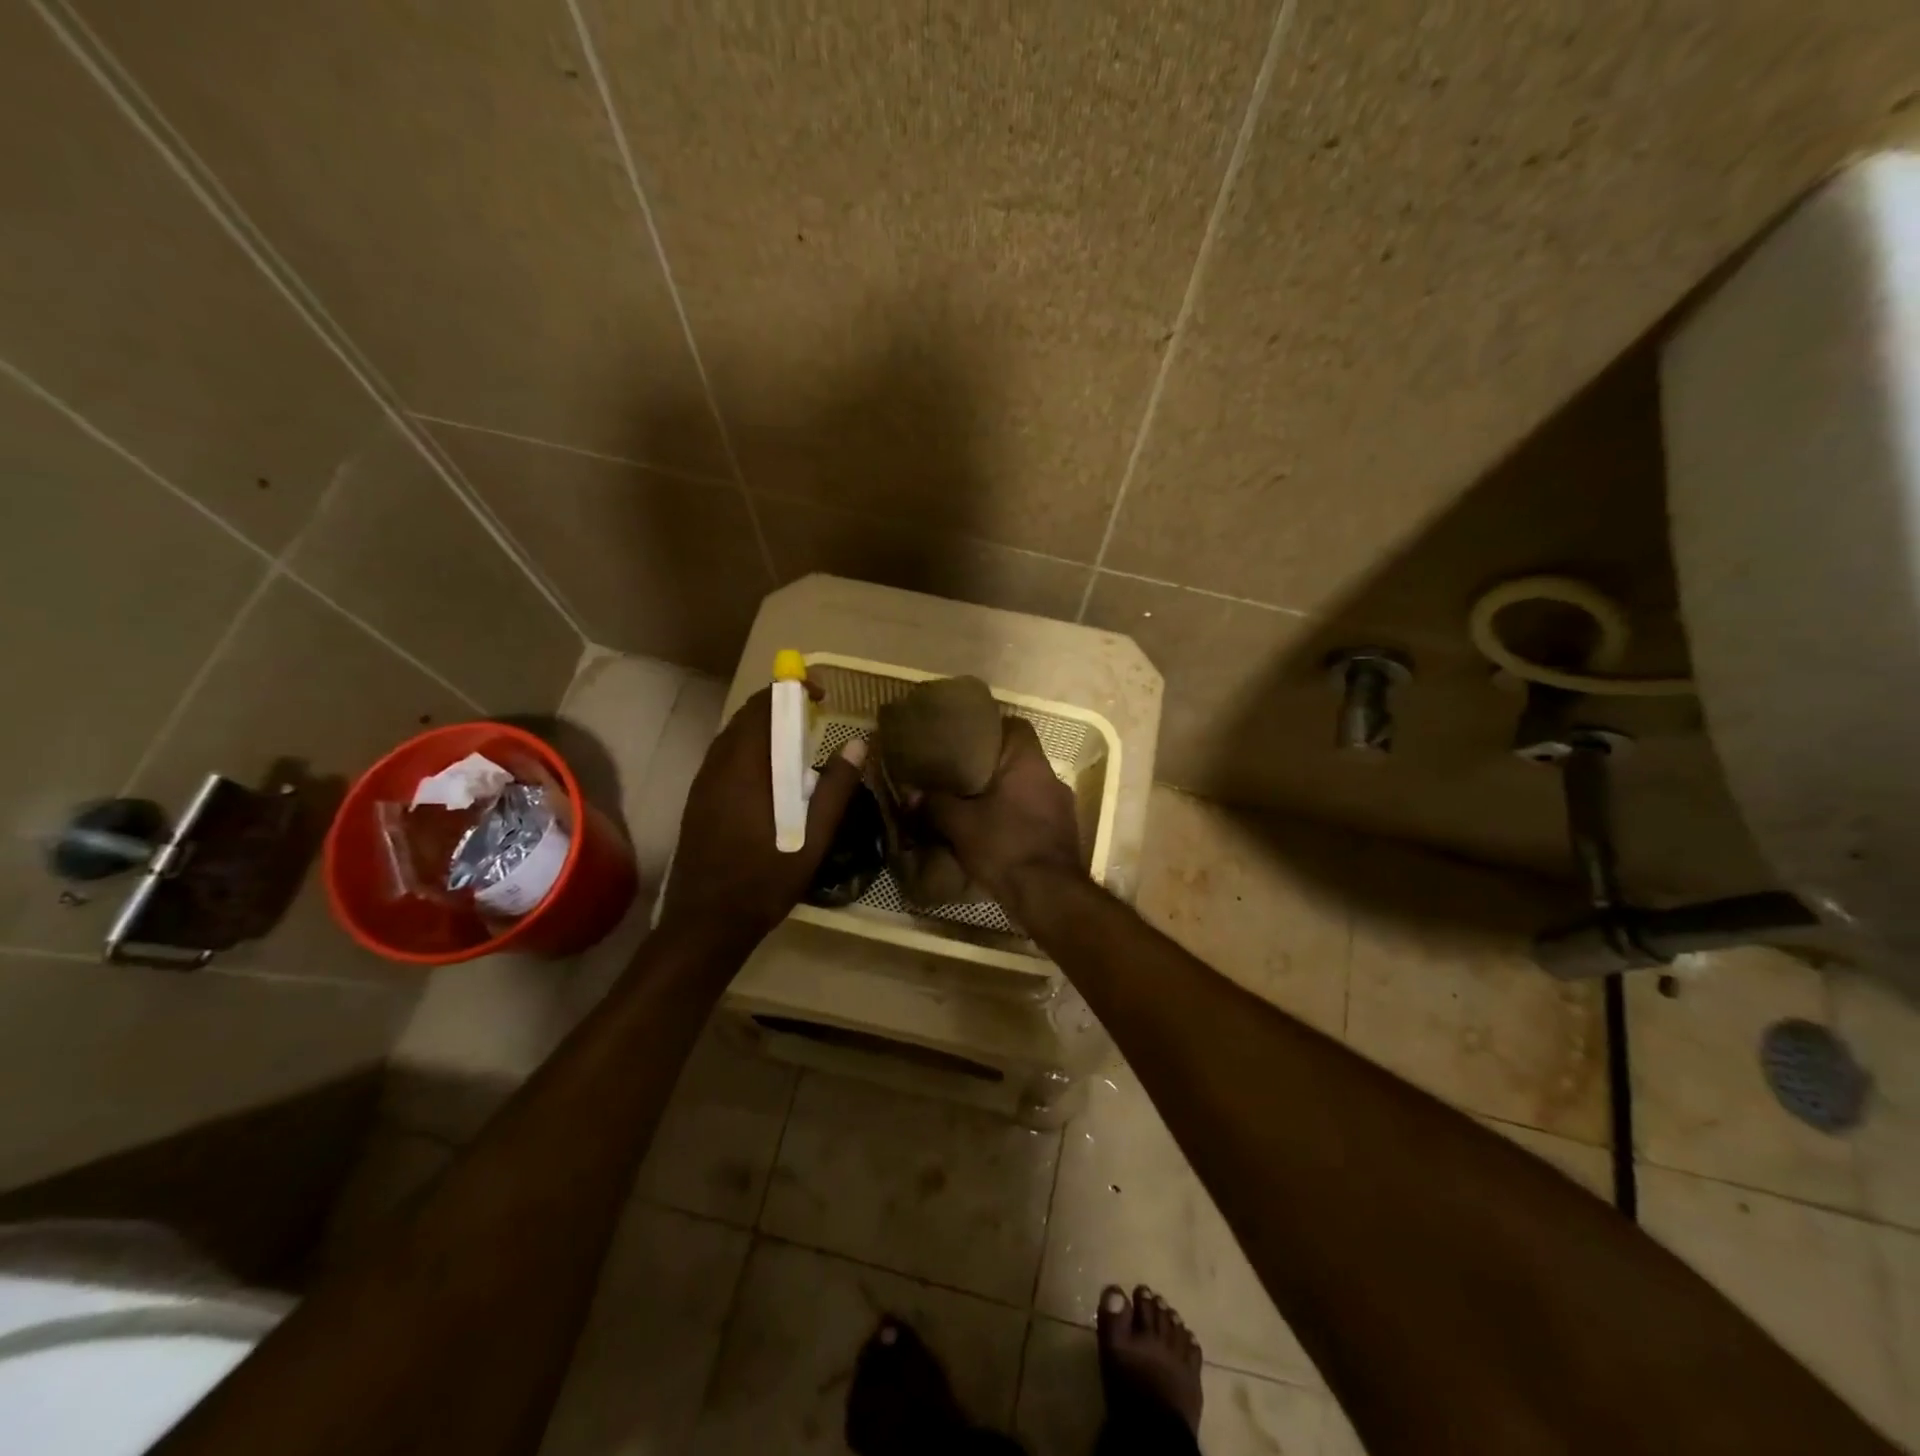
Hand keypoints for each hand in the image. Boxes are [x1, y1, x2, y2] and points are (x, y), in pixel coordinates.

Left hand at [658, 686, 865, 947]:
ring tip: (797, 746)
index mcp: (744, 769)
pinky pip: (724, 759)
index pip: (762, 707)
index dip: (790, 691)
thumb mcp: (813, 837)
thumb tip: (857, 743)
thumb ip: (836, 787)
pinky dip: (750, 751)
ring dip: (764, 730)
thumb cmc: (764, 880)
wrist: (705, 924)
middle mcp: (716, 767)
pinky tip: (771, 779)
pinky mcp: (697, 802)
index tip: (821, 696)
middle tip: (814, 720)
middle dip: (779, 708)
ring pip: (732, 738)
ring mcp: (702, 785)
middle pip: (745, 718)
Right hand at [922, 717, 1082, 910]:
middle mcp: (1051, 778)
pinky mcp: (1063, 834)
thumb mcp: (960, 824)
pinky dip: (1015, 818)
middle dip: (992, 767)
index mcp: (1029, 763)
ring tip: (974, 805)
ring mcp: (1062, 808)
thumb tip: (910, 794)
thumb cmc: (1005, 846)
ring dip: (1004, 795)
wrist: (1048, 895)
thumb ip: (935, 804)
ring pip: (1027, 789)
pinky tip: (994, 832)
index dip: (992, 728)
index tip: (967, 739)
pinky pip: (1034, 814)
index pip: (1017, 726)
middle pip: (1020, 759)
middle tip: (961, 775)